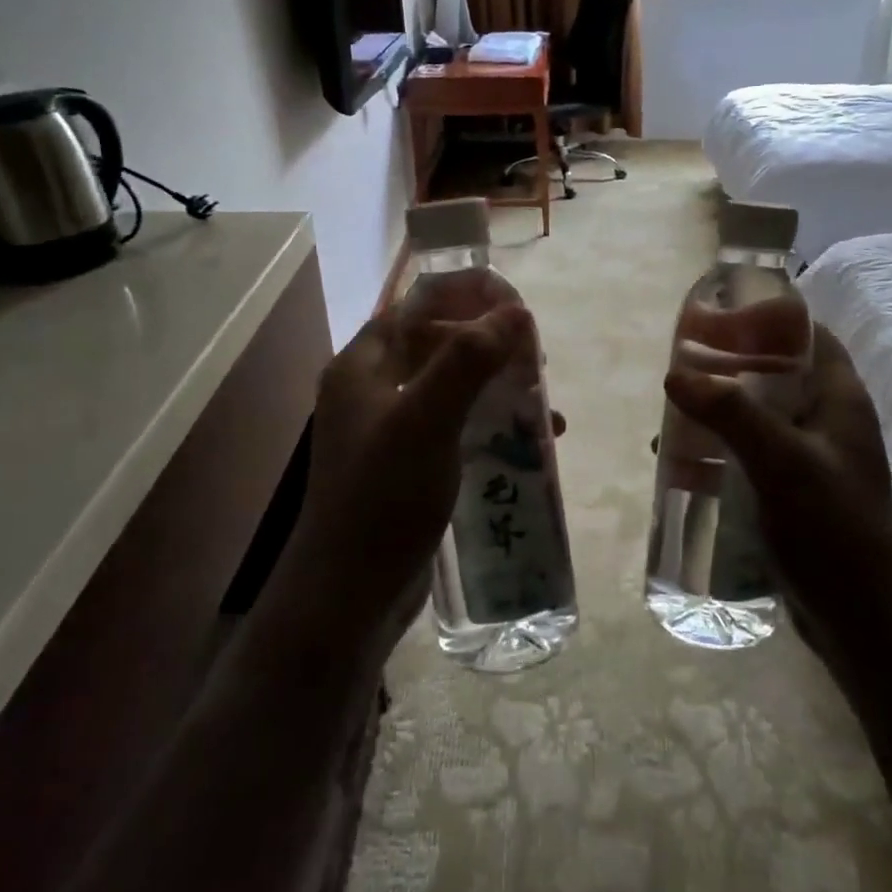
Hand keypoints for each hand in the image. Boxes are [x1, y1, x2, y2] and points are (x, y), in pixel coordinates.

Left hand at [284, 301, 533, 663]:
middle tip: (536, 360)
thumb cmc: (383, 498)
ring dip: (497, 385)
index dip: (468, 297)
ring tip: (541, 402)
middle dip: (490, 344)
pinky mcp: (410, 463)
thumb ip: (467, 360)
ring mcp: (391, 428)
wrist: (350, 594)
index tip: (519, 308)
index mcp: (364, 365)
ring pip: (452, 386)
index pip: (418, 305)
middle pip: (439, 343)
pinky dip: (490, 423)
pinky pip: (456, 425)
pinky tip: (529, 442)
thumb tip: (515, 311)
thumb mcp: (425, 420)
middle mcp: (373, 388)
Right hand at [663, 324, 891, 665]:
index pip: (809, 337)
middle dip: (730, 369)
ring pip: (759, 417)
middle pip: (777, 375)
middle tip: (683, 368)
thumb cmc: (832, 527)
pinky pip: (752, 457)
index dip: (769, 319)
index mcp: (840, 399)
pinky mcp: (794, 495)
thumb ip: (730, 413)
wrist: (865, 620)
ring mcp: (812, 461)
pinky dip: (721, 451)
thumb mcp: (781, 460)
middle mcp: (828, 423)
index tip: (720, 317)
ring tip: (673, 416)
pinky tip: (685, 463)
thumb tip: (676, 374)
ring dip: (719, 413)